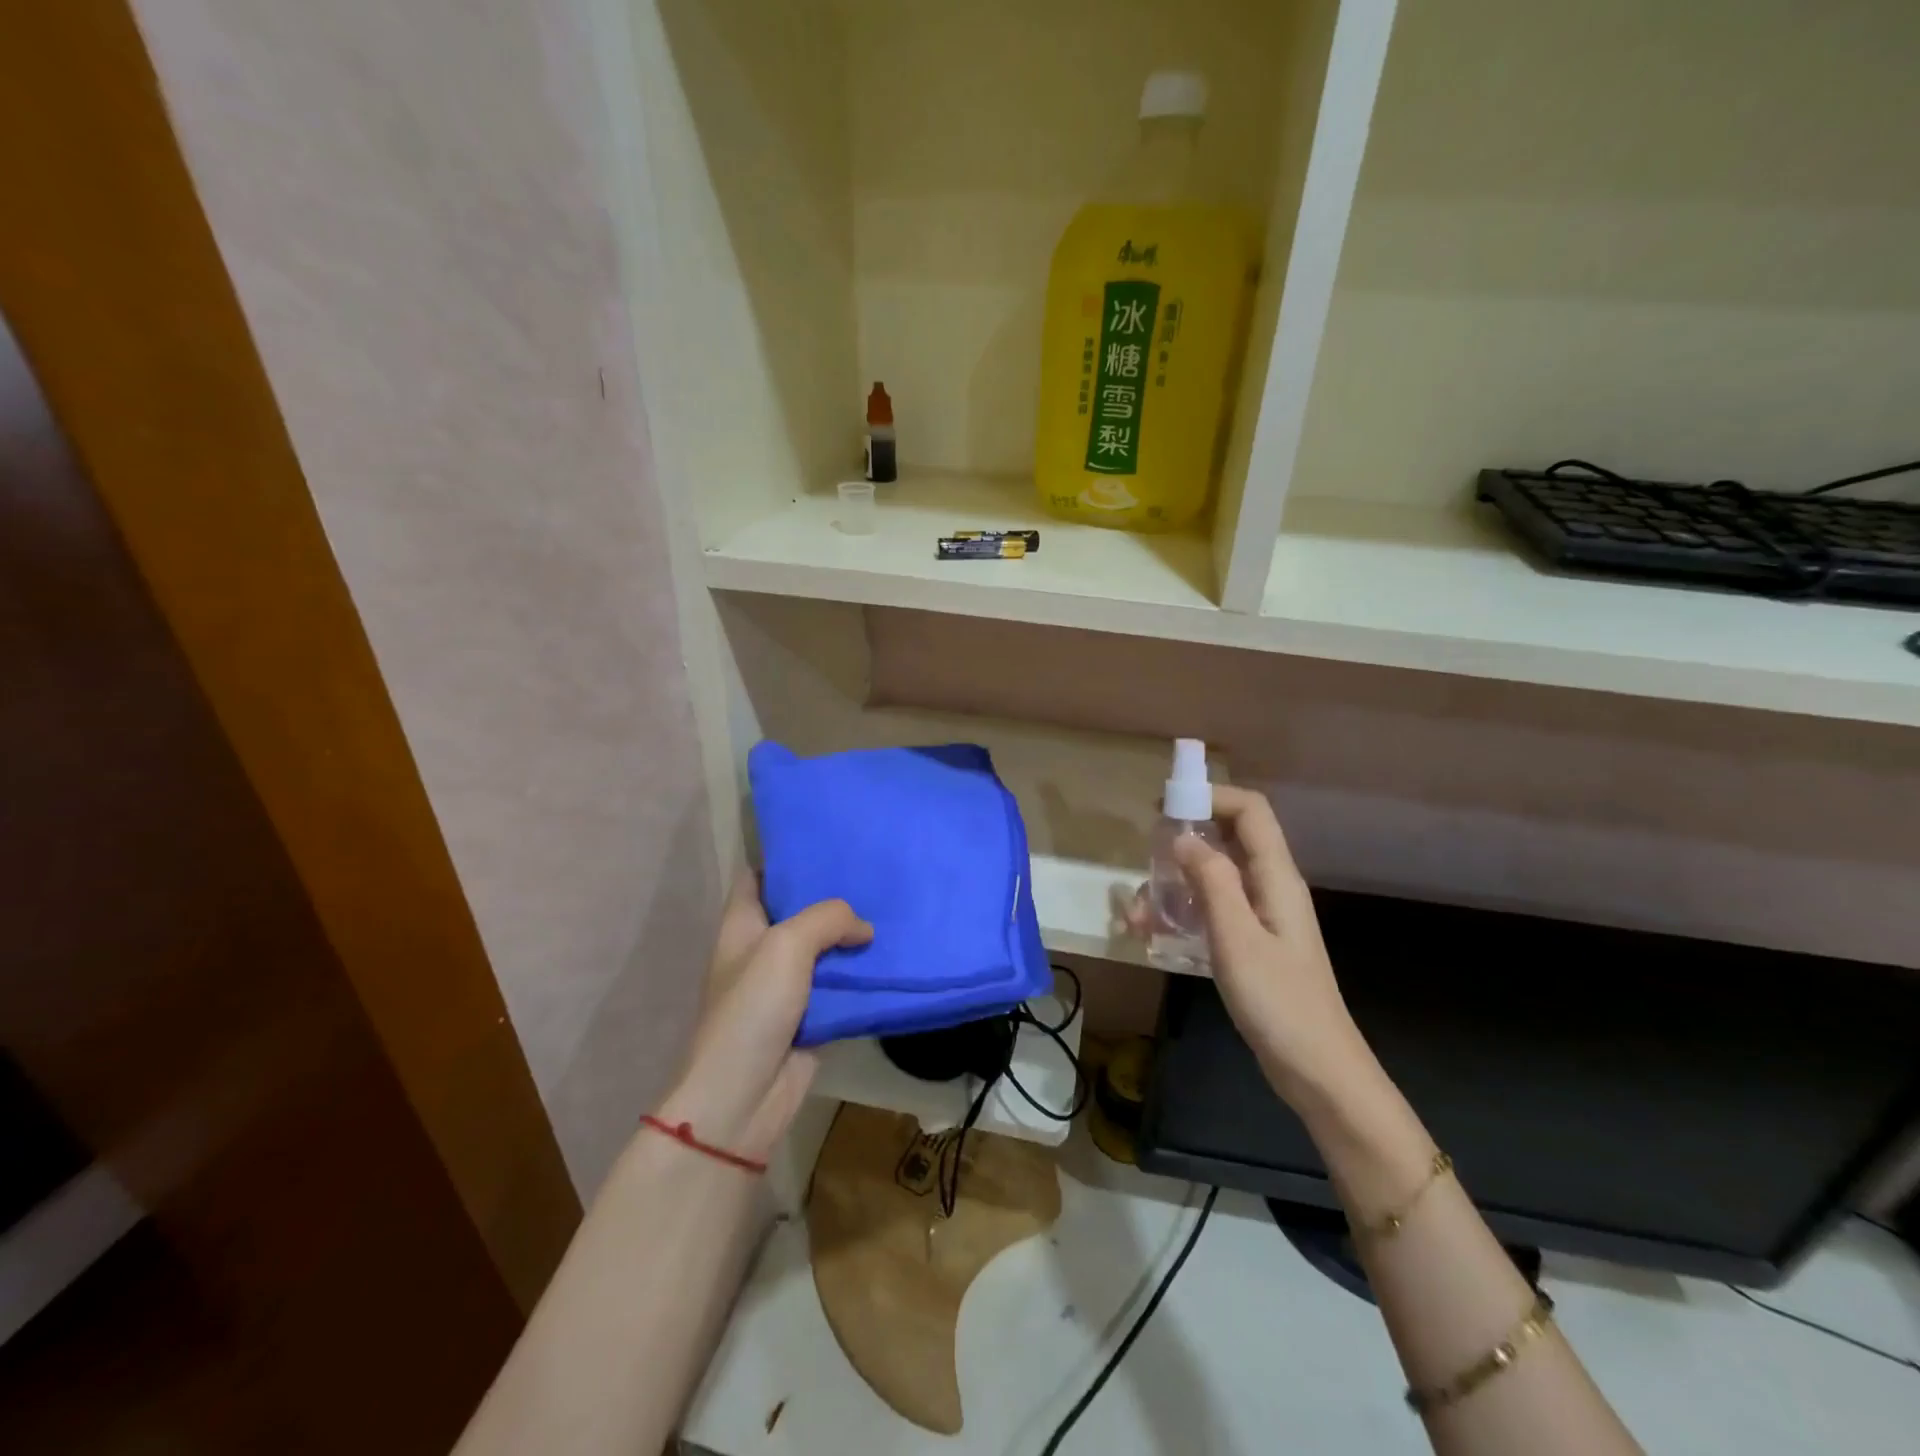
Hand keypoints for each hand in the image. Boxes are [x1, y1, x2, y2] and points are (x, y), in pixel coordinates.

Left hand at [655, 868, 870, 1162]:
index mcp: (742, 925)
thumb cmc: (751, 1010)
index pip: (758, 876)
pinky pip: (841, 986)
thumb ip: (828, 919)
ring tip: (892, 906)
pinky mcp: (811, 1015)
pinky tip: (893, 956)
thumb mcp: (785, 946)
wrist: (743, 1098)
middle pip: (799, 909)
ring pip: (825, 948)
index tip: (825, 839)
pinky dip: (862, 975)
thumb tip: (865, 928)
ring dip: (853, 935)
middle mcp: (763, 949)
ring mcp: (787, 984)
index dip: (785, 856)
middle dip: (832, 893)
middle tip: (874, 869)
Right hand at [1131, 786, 1371, 1107]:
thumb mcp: (1237, 938)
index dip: (1209, 796)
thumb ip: (1212, 881)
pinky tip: (1153, 935)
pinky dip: (1182, 912)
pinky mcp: (1251, 942)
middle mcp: (1270, 887)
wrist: (1317, 1071)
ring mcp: (1261, 916)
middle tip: (1145, 862)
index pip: (1250, 811)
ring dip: (1174, 885)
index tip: (1163, 805)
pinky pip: (1212, 910)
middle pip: (1227, 839)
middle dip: (1183, 842)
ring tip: (1138, 915)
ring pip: (1213, 877)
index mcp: (1276, 878)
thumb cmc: (1279, 1002)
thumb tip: (1183, 838)